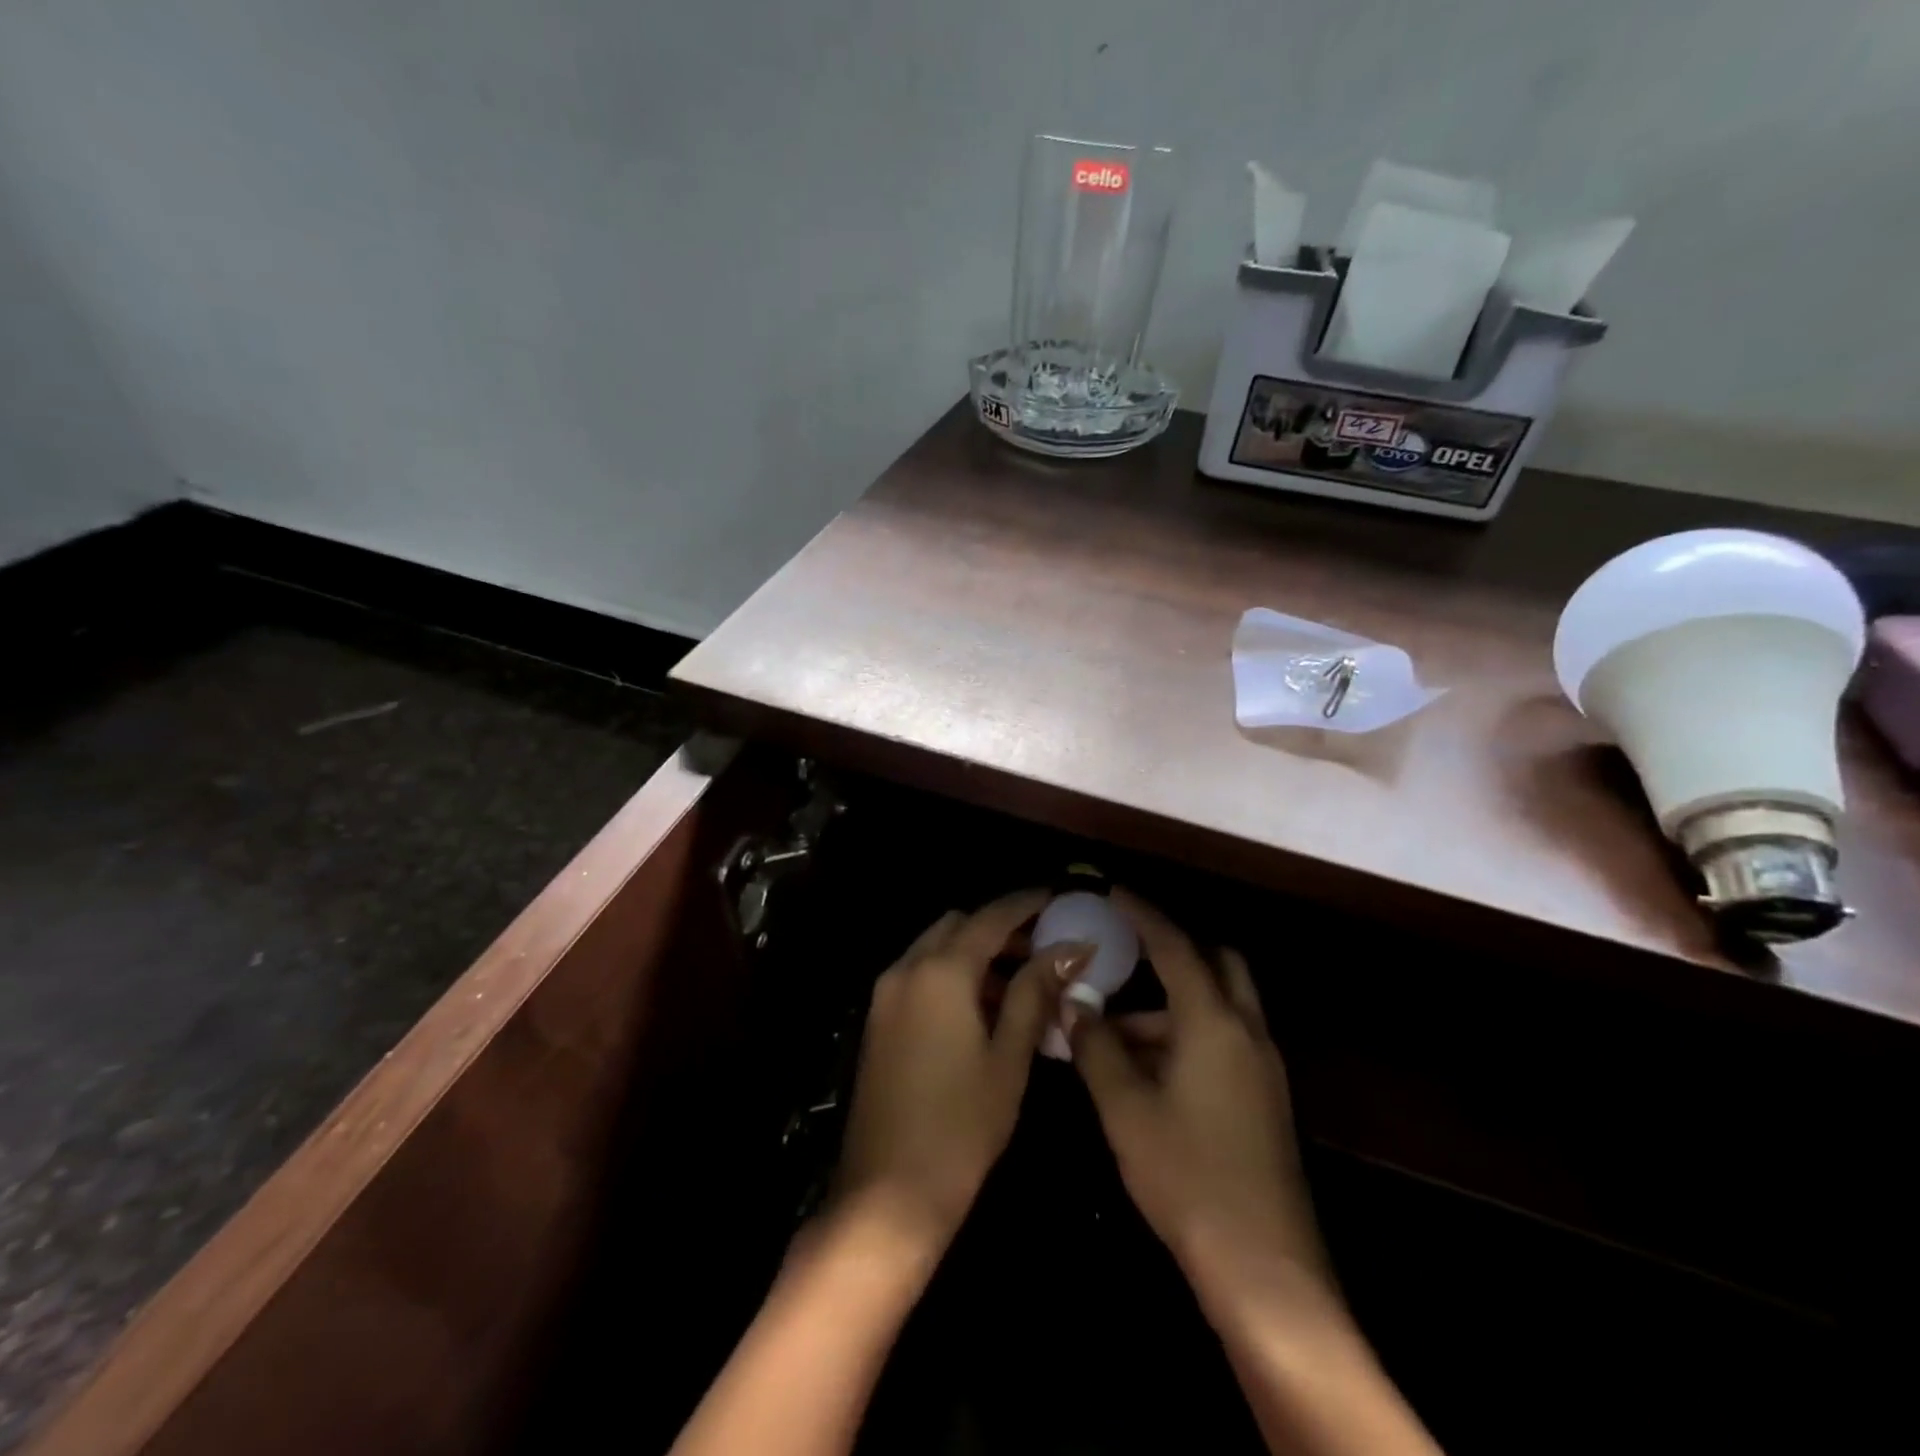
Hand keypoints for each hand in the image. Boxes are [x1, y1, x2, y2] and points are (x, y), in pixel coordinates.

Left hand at [833, 890, 1089, 1249]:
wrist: (887, 1194)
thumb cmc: (961, 1126)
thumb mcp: (1008, 1057)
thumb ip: (1034, 993)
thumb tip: (1070, 950)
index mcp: (941, 971)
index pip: (991, 917)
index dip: (1027, 904)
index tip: (1059, 898)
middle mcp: (907, 968)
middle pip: (959, 925)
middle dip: (1000, 928)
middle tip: (1042, 950)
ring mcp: (886, 993)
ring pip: (936, 948)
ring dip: (975, 952)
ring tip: (1020, 983)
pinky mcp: (878, 1019)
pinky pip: (920, 974)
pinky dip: (952, 975)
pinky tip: (982, 1009)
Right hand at [1069, 891, 1326, 1286]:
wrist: (1266, 1270)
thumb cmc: (1188, 1177)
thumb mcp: (1126, 1109)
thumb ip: (1096, 1046)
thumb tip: (1074, 1002)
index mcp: (1214, 1022)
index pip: (1175, 945)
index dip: (1142, 914)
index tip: (1112, 892)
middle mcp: (1246, 1032)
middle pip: (1216, 962)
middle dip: (1173, 947)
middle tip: (1127, 950)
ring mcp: (1262, 1067)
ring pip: (1218, 1005)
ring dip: (1171, 1002)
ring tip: (1114, 1029)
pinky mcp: (1264, 1098)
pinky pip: (1223, 1039)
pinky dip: (1186, 1033)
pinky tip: (1146, 1069)